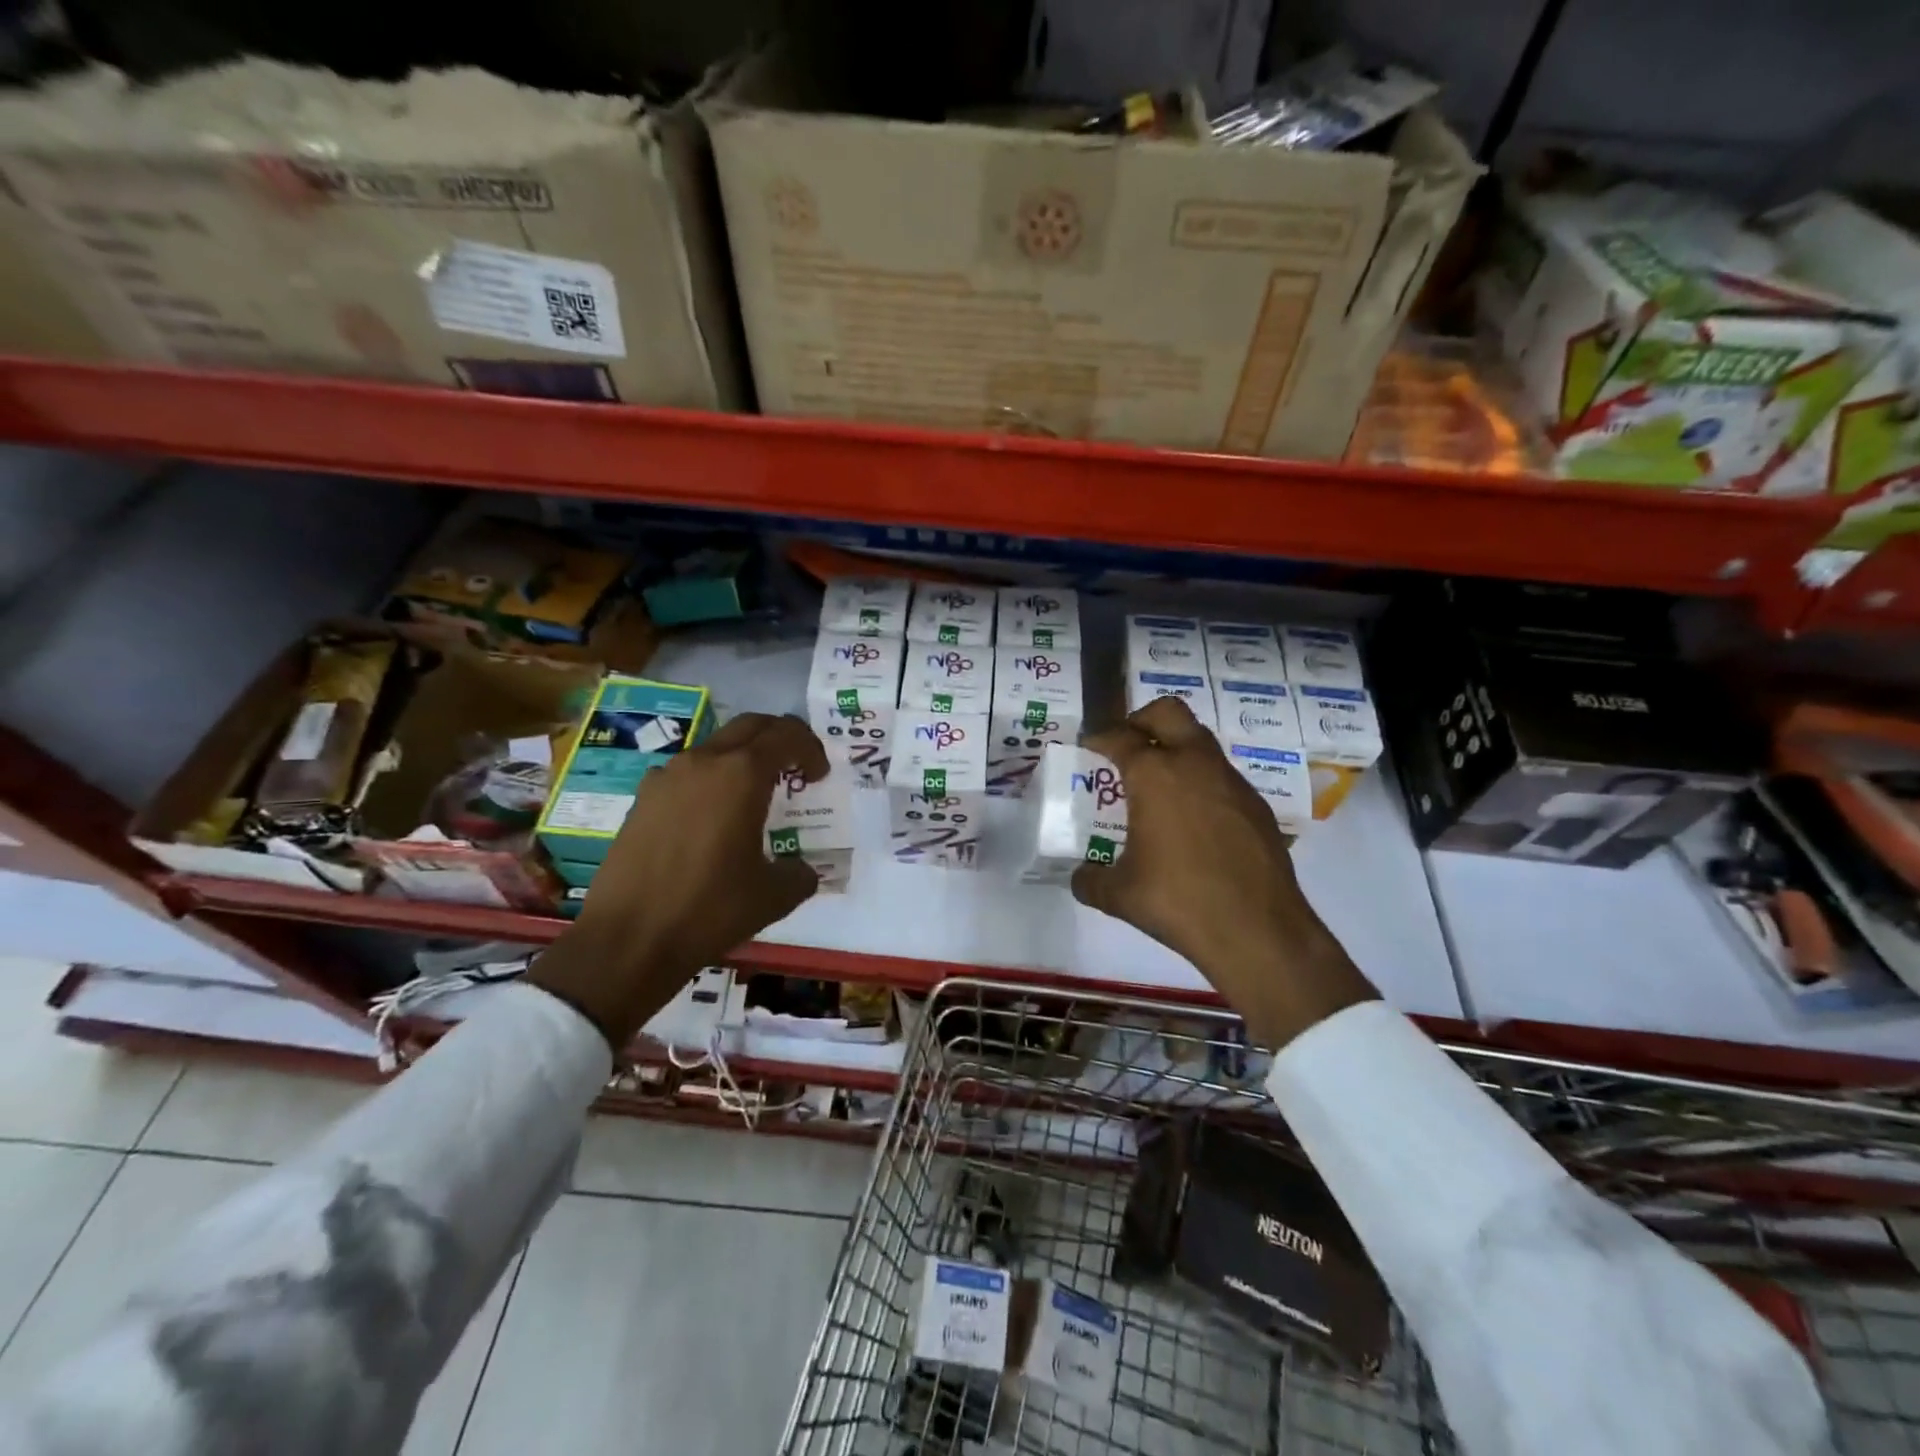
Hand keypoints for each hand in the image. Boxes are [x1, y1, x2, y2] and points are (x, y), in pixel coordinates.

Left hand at [530, 713, 829, 1047]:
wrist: (629, 939)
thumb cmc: (710, 909)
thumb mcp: (774, 896)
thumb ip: (800, 873)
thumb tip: (803, 870)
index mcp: (742, 775)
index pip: (785, 736)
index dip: (810, 749)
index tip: (820, 775)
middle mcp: (703, 763)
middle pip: (750, 726)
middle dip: (779, 739)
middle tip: (794, 767)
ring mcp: (666, 777)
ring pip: (715, 747)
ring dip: (742, 759)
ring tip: (753, 796)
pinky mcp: (642, 800)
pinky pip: (686, 774)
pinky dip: (710, 782)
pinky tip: (711, 820)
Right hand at [1070, 697, 1375, 1048]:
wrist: (1257, 930)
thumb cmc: (1178, 902)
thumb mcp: (1118, 895)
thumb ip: (1090, 880)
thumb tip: (1080, 877)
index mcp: (1154, 775)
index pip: (1119, 737)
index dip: (1099, 737)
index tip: (1089, 744)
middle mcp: (1194, 764)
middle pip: (1168, 713)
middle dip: (1142, 720)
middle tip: (1126, 746)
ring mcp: (1232, 782)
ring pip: (1200, 741)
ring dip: (1176, 749)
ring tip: (1158, 786)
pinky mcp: (1256, 805)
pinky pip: (1221, 776)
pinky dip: (1201, 782)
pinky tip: (1193, 820)